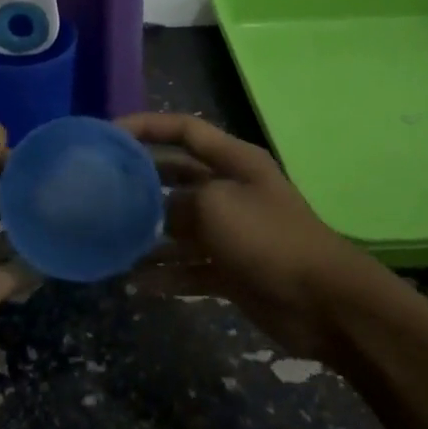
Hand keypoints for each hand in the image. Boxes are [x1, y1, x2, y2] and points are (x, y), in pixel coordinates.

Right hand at [119, 113, 362, 361]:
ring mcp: (232, 232)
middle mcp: (231, 190)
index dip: (147, 126)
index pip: (185, 130)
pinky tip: (136, 283)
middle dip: (142, 183)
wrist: (324, 302)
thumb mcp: (214, 207)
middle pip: (178, 178)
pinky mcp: (231, 269)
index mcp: (234, 162)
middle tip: (102, 191)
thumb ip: (175, 204)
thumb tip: (153, 213)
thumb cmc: (268, 238)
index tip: (109, 133)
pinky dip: (167, 274)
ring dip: (149, 236)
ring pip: (180, 226)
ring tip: (111, 242)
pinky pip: (190, 267)